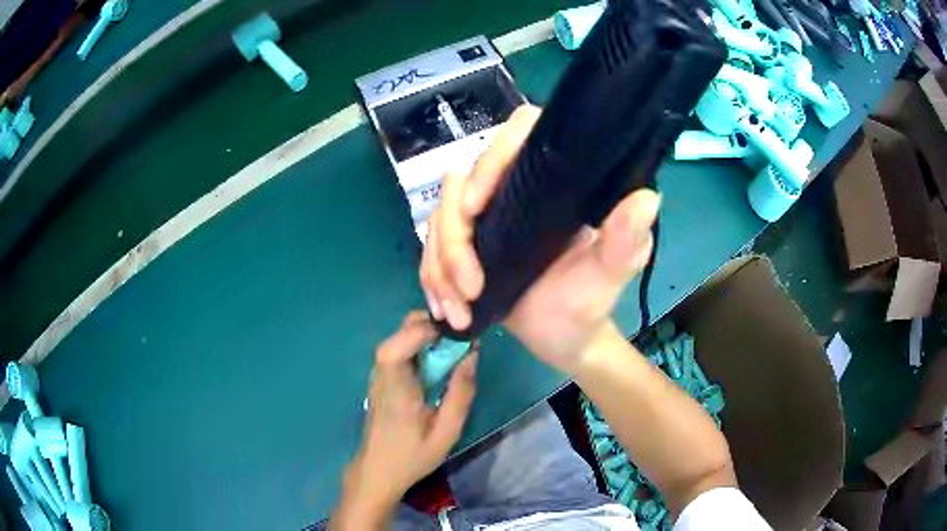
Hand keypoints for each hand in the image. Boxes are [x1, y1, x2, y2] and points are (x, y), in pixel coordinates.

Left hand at [332, 312, 477, 527]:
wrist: (378, 471)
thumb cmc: (412, 455)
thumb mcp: (447, 430)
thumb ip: (461, 392)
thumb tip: (472, 354)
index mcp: (396, 383)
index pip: (405, 338)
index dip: (431, 327)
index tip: (461, 332)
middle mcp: (383, 371)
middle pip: (402, 331)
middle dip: (432, 326)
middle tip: (461, 339)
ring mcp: (379, 373)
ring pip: (401, 337)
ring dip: (428, 336)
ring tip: (455, 349)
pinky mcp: (382, 379)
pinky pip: (400, 351)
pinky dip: (421, 347)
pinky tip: (438, 363)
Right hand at [420, 105, 659, 373]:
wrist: (563, 338)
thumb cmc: (588, 304)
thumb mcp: (608, 275)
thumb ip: (625, 241)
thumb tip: (646, 198)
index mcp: (553, 182)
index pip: (519, 134)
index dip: (491, 158)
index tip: (477, 209)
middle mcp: (515, 187)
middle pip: (461, 182)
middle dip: (454, 241)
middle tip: (471, 289)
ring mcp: (485, 216)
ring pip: (438, 218)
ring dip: (439, 267)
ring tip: (459, 310)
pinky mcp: (464, 243)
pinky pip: (429, 249)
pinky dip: (431, 280)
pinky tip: (446, 310)